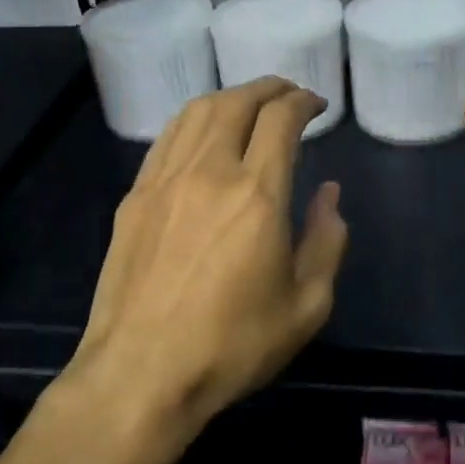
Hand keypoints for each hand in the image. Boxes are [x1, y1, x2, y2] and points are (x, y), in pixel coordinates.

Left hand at [58, 77, 347, 455]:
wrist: (140, 375)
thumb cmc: (232, 346)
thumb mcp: (306, 306)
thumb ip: (327, 241)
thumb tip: (329, 194)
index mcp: (257, 195)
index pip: (281, 120)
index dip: (303, 102)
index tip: (317, 105)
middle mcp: (209, 172)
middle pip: (238, 102)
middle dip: (269, 88)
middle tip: (289, 93)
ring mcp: (164, 180)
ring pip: (197, 112)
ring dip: (230, 97)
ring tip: (250, 104)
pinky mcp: (135, 197)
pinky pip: (167, 138)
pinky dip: (194, 120)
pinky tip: (203, 132)